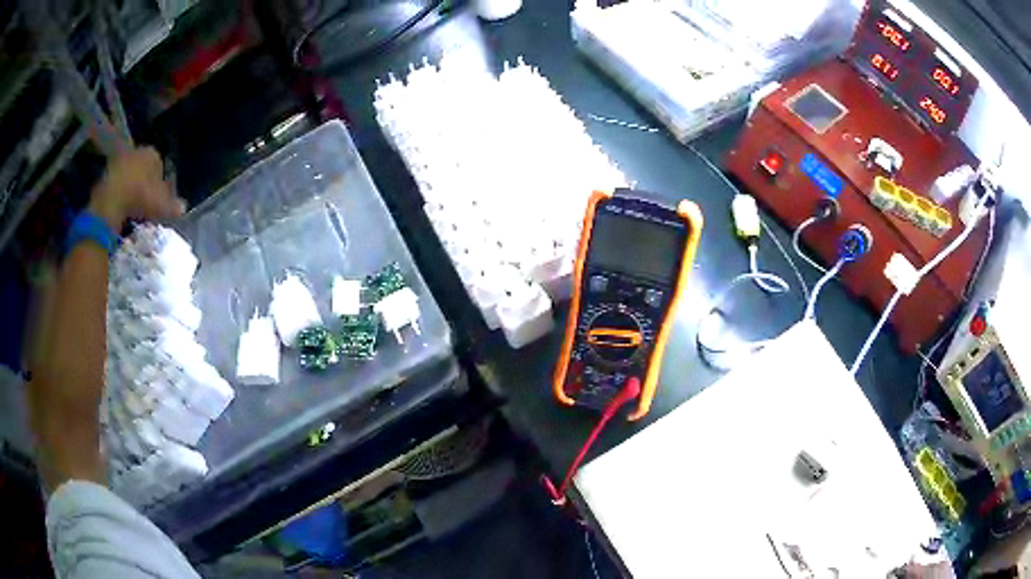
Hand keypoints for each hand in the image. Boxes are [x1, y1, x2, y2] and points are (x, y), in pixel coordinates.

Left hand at [88, 147, 184, 229]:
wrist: (111, 200)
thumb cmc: (140, 197)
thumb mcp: (161, 205)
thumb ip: (173, 205)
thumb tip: (183, 207)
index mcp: (153, 153)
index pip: (160, 165)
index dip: (161, 183)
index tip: (160, 199)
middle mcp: (137, 151)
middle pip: (143, 169)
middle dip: (145, 184)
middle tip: (146, 204)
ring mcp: (119, 161)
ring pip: (130, 176)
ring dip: (132, 189)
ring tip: (133, 209)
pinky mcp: (105, 174)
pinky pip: (117, 184)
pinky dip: (119, 195)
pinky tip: (121, 209)